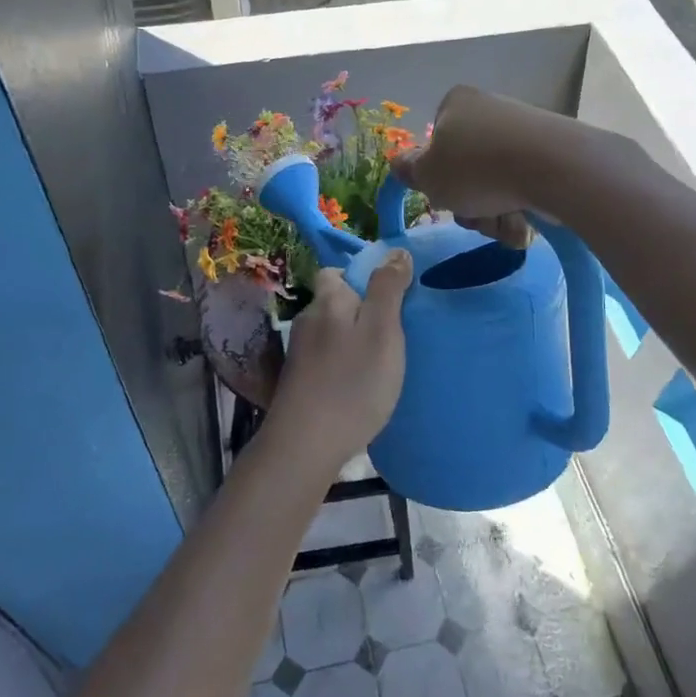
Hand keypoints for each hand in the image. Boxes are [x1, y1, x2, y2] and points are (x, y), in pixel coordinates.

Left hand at [267, 251, 412, 469]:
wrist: (306, 445)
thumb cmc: (352, 382)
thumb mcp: (382, 330)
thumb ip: (388, 288)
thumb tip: (396, 251)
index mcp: (328, 300)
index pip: (336, 271)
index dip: (361, 277)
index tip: (390, 295)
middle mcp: (308, 319)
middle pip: (335, 301)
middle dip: (361, 309)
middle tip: (394, 330)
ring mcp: (299, 352)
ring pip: (332, 332)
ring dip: (353, 339)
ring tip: (382, 360)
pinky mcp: (299, 381)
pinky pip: (327, 358)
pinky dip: (344, 363)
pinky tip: (360, 384)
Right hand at [389, 86, 563, 244]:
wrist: (554, 168)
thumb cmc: (477, 168)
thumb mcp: (428, 175)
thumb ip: (409, 171)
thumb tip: (400, 164)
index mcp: (457, 104)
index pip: (436, 142)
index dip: (437, 175)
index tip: (444, 194)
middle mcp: (490, 111)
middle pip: (466, 170)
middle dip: (468, 203)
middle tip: (474, 216)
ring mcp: (524, 132)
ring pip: (495, 185)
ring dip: (492, 214)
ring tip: (503, 222)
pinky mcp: (552, 155)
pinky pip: (524, 189)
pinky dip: (520, 211)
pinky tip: (526, 224)